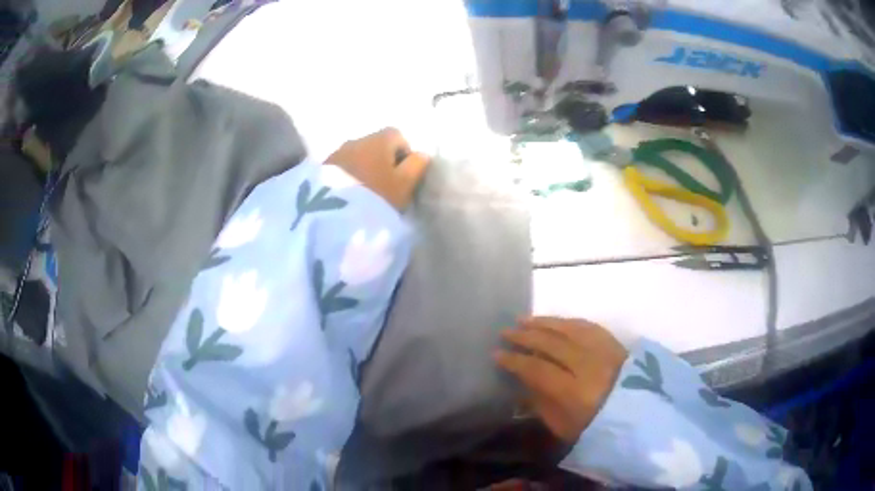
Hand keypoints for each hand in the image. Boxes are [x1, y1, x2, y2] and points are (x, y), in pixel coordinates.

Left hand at [326, 127, 429, 210]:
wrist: (331, 215)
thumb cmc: (376, 197)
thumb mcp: (404, 185)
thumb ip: (417, 166)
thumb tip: (422, 154)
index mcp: (378, 139)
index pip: (397, 135)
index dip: (404, 153)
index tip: (404, 175)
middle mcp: (355, 140)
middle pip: (374, 144)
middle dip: (382, 160)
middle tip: (385, 186)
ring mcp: (335, 153)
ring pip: (356, 156)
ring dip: (363, 168)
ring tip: (365, 193)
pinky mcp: (319, 169)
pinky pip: (339, 167)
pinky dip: (347, 176)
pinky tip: (347, 196)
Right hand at [494, 317, 627, 442]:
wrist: (643, 420)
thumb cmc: (599, 430)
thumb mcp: (564, 428)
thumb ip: (541, 404)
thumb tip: (521, 383)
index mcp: (575, 393)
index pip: (538, 369)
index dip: (515, 361)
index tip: (497, 354)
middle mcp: (591, 366)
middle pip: (553, 343)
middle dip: (526, 336)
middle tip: (506, 331)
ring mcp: (606, 351)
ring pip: (571, 329)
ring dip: (545, 323)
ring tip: (524, 320)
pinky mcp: (617, 344)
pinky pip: (589, 326)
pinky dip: (569, 322)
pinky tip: (557, 321)